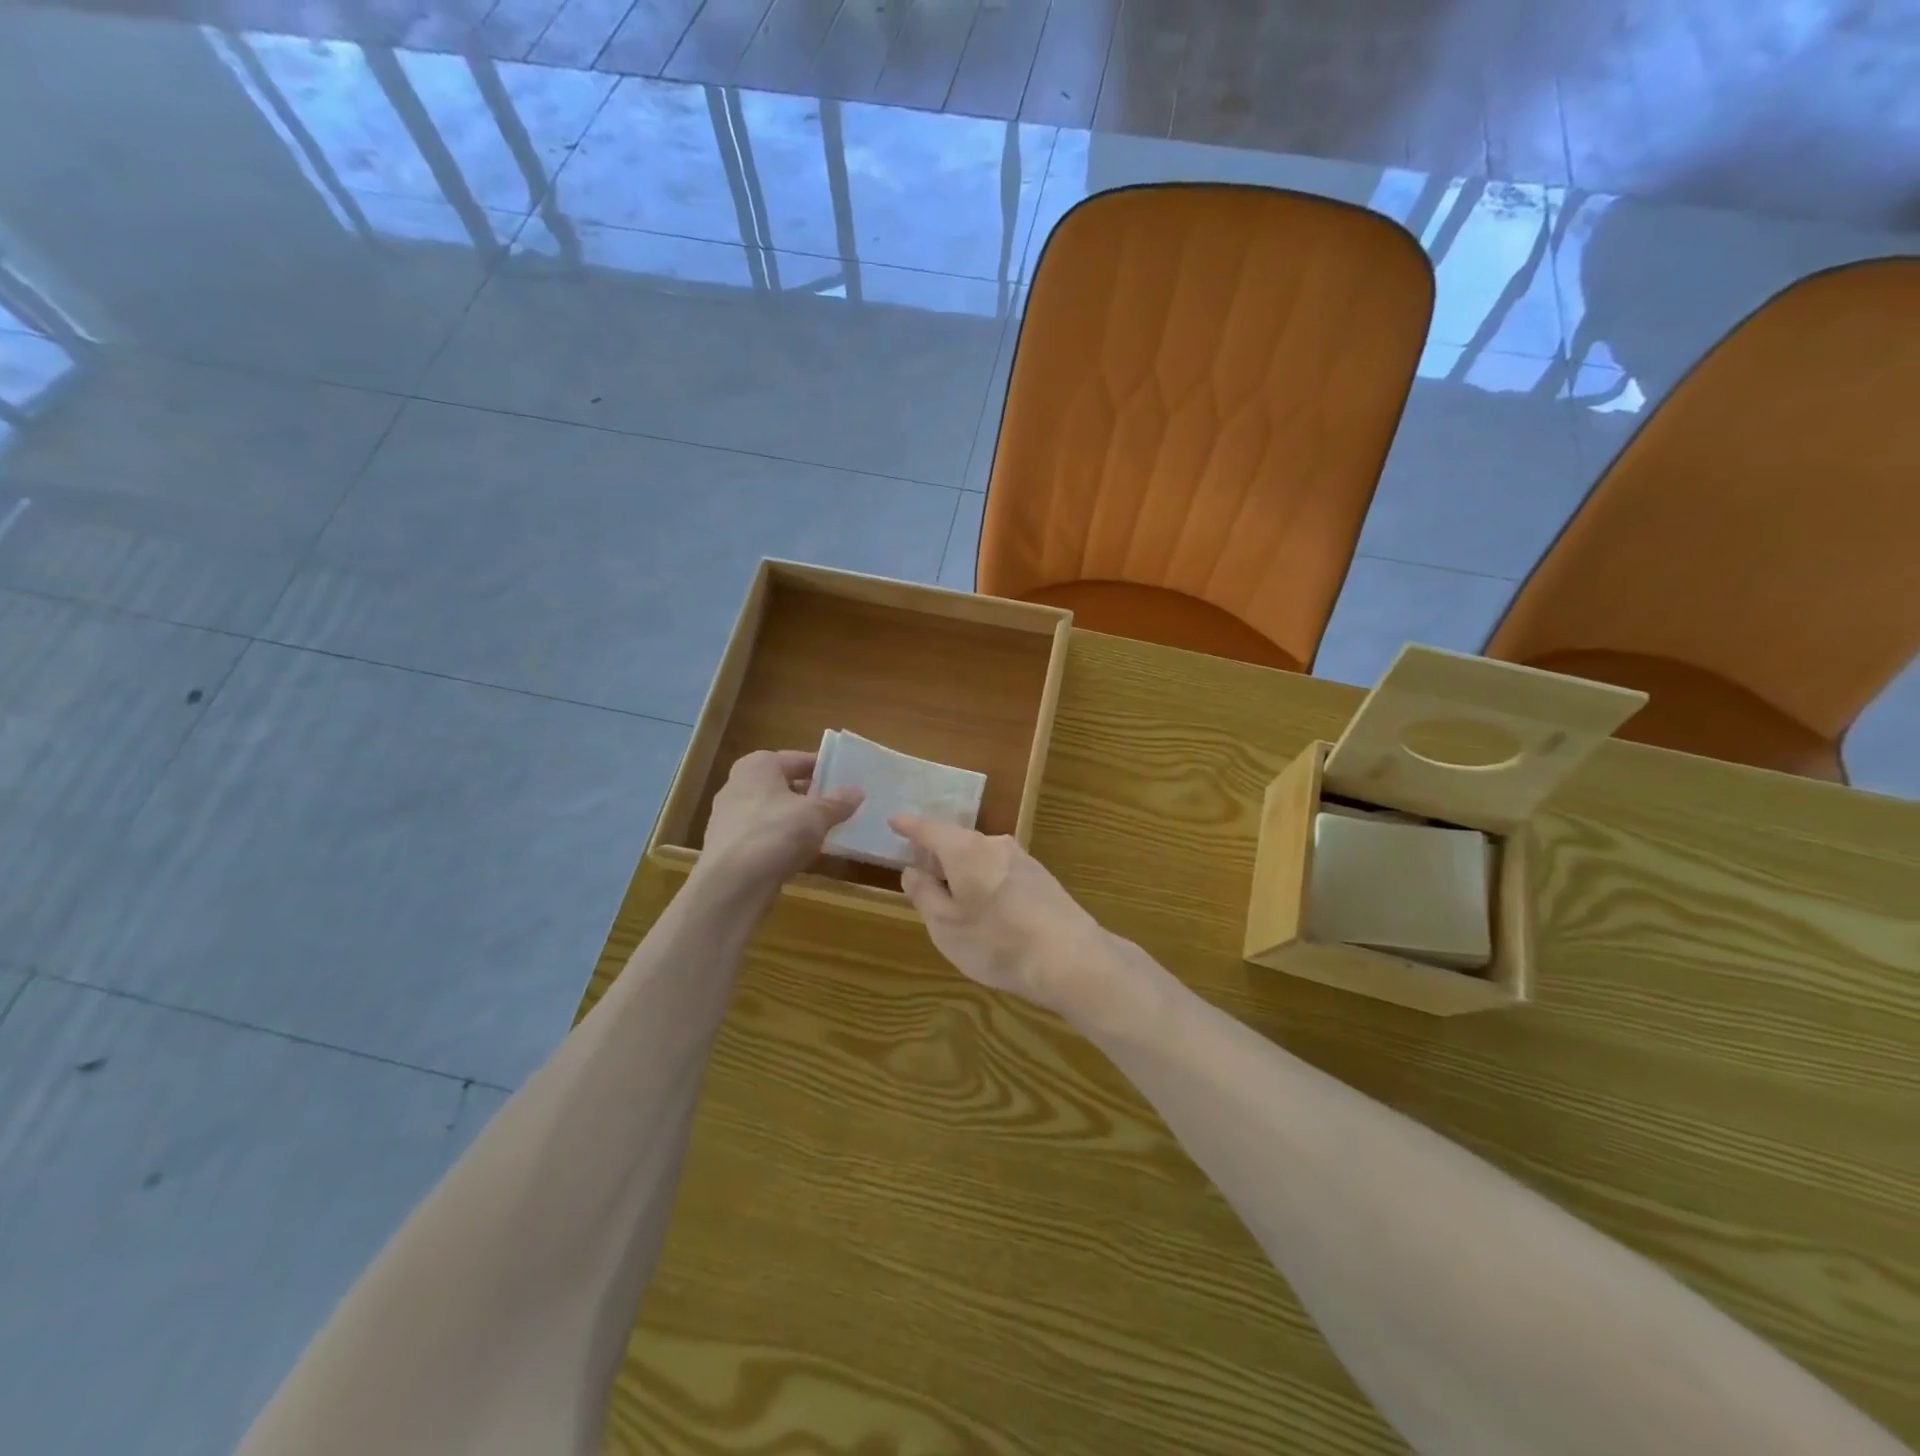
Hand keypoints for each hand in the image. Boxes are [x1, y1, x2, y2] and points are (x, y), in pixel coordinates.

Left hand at [701, 750, 861, 891]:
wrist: (732, 884)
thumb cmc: (776, 833)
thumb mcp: (817, 815)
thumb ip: (838, 801)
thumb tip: (857, 791)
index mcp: (758, 766)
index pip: (799, 759)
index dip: (824, 769)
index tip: (846, 781)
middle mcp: (738, 784)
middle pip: (784, 785)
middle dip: (810, 795)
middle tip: (839, 806)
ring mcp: (728, 817)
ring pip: (773, 812)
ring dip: (796, 820)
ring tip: (824, 831)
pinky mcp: (727, 846)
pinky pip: (763, 835)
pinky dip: (781, 840)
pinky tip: (800, 854)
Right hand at [890, 815, 1104, 1013]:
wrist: (1069, 958)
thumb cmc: (996, 941)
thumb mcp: (945, 925)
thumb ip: (924, 894)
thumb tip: (912, 870)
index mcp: (965, 849)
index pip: (930, 828)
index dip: (909, 826)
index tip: (893, 822)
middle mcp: (995, 844)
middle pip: (957, 841)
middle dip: (936, 854)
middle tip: (920, 873)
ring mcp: (1022, 859)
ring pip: (980, 857)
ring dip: (962, 870)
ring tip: (951, 898)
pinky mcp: (1041, 878)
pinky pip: (999, 871)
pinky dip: (983, 881)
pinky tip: (985, 909)